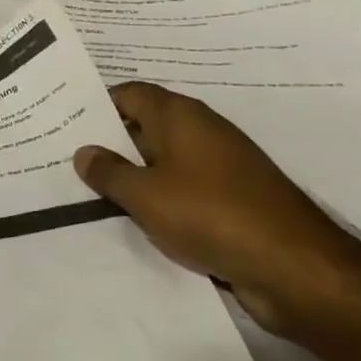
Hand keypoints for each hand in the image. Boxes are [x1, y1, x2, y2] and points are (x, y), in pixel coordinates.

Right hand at [73, 82, 360, 341]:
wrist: (295, 267)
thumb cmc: (211, 214)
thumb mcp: (145, 194)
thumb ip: (108, 172)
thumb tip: (83, 152)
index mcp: (179, 115)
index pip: (128, 93)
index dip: (96, 105)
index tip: (65, 124)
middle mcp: (200, 130)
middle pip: (144, 125)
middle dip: (109, 142)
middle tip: (68, 159)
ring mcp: (220, 166)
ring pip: (163, 161)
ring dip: (134, 175)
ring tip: (91, 192)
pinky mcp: (233, 199)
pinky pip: (183, 189)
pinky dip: (160, 199)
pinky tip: (136, 219)